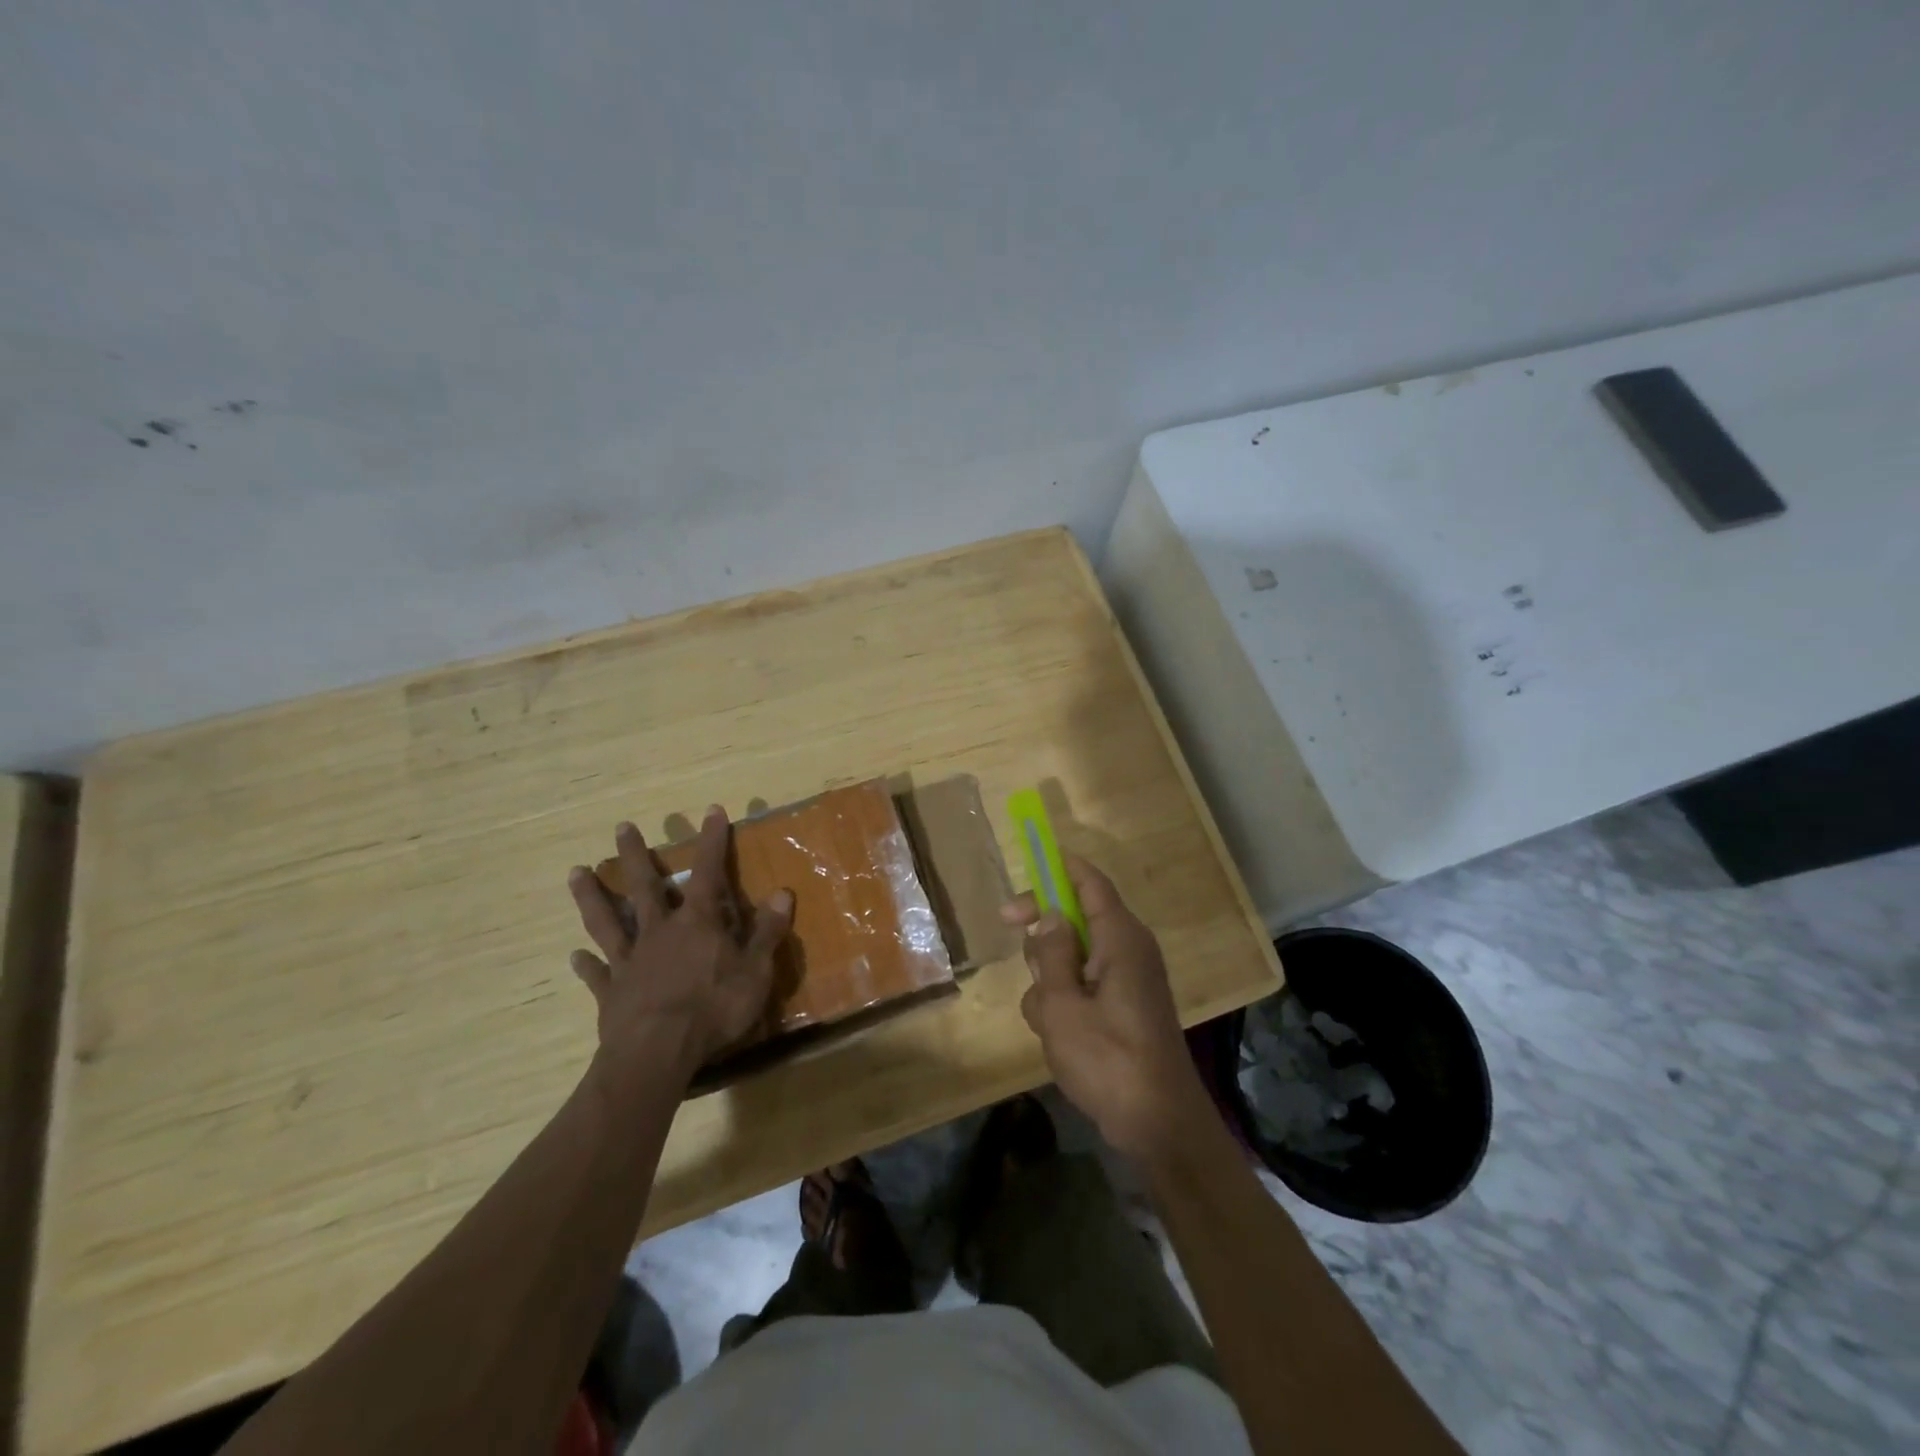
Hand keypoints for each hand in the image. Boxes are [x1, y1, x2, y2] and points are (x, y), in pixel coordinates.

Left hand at [567, 808, 793, 1087]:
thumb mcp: (755, 970)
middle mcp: (659, 931)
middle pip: (645, 886)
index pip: (708, 872)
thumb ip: (766, 932)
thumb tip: (783, 893)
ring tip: (575, 872)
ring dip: (593, 896)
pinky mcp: (611, 992)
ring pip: (608, 920)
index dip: (713, 841)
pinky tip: (575, 956)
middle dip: (635, 855)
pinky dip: (586, 964)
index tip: (712, 811)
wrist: (658, 1052)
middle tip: (622, 827)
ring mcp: (630, 960)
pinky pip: (597, 973)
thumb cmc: (714, 1008)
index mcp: (697, 923)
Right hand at [1002, 856, 1208, 1162]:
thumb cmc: (1108, 1059)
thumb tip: (1049, 913)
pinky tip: (1058, 1036)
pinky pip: (1084, 985)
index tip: (1024, 867)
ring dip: (1050, 977)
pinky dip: (1064, 1001)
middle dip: (1044, 931)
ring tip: (1049, 1018)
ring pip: (1074, 955)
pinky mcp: (1124, 1007)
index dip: (1057, 868)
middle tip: (1014, 939)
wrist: (1158, 1125)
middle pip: (1076, 916)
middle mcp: (1128, 949)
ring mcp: (1128, 980)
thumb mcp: (1062, 1005)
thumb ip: (1051, 953)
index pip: (1089, 881)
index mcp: (1120, 938)